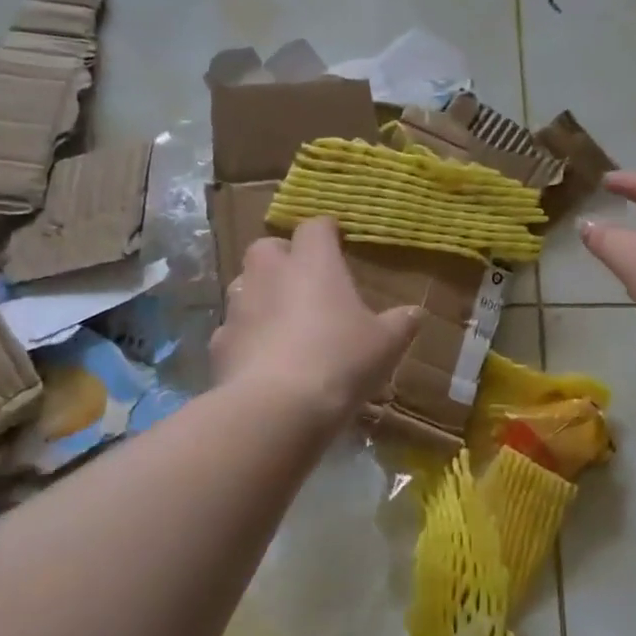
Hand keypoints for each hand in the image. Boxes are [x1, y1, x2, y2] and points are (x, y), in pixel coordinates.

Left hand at [211, 218, 421, 429]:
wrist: (276, 408)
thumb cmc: (339, 360)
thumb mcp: (385, 344)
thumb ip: (401, 323)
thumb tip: (416, 313)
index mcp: (313, 263)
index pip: (315, 227)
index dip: (327, 232)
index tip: (338, 241)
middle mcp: (270, 274)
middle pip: (268, 247)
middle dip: (283, 257)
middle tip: (304, 279)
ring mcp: (239, 307)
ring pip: (245, 285)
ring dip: (261, 294)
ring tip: (282, 319)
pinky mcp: (219, 343)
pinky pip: (233, 328)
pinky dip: (246, 336)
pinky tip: (262, 358)